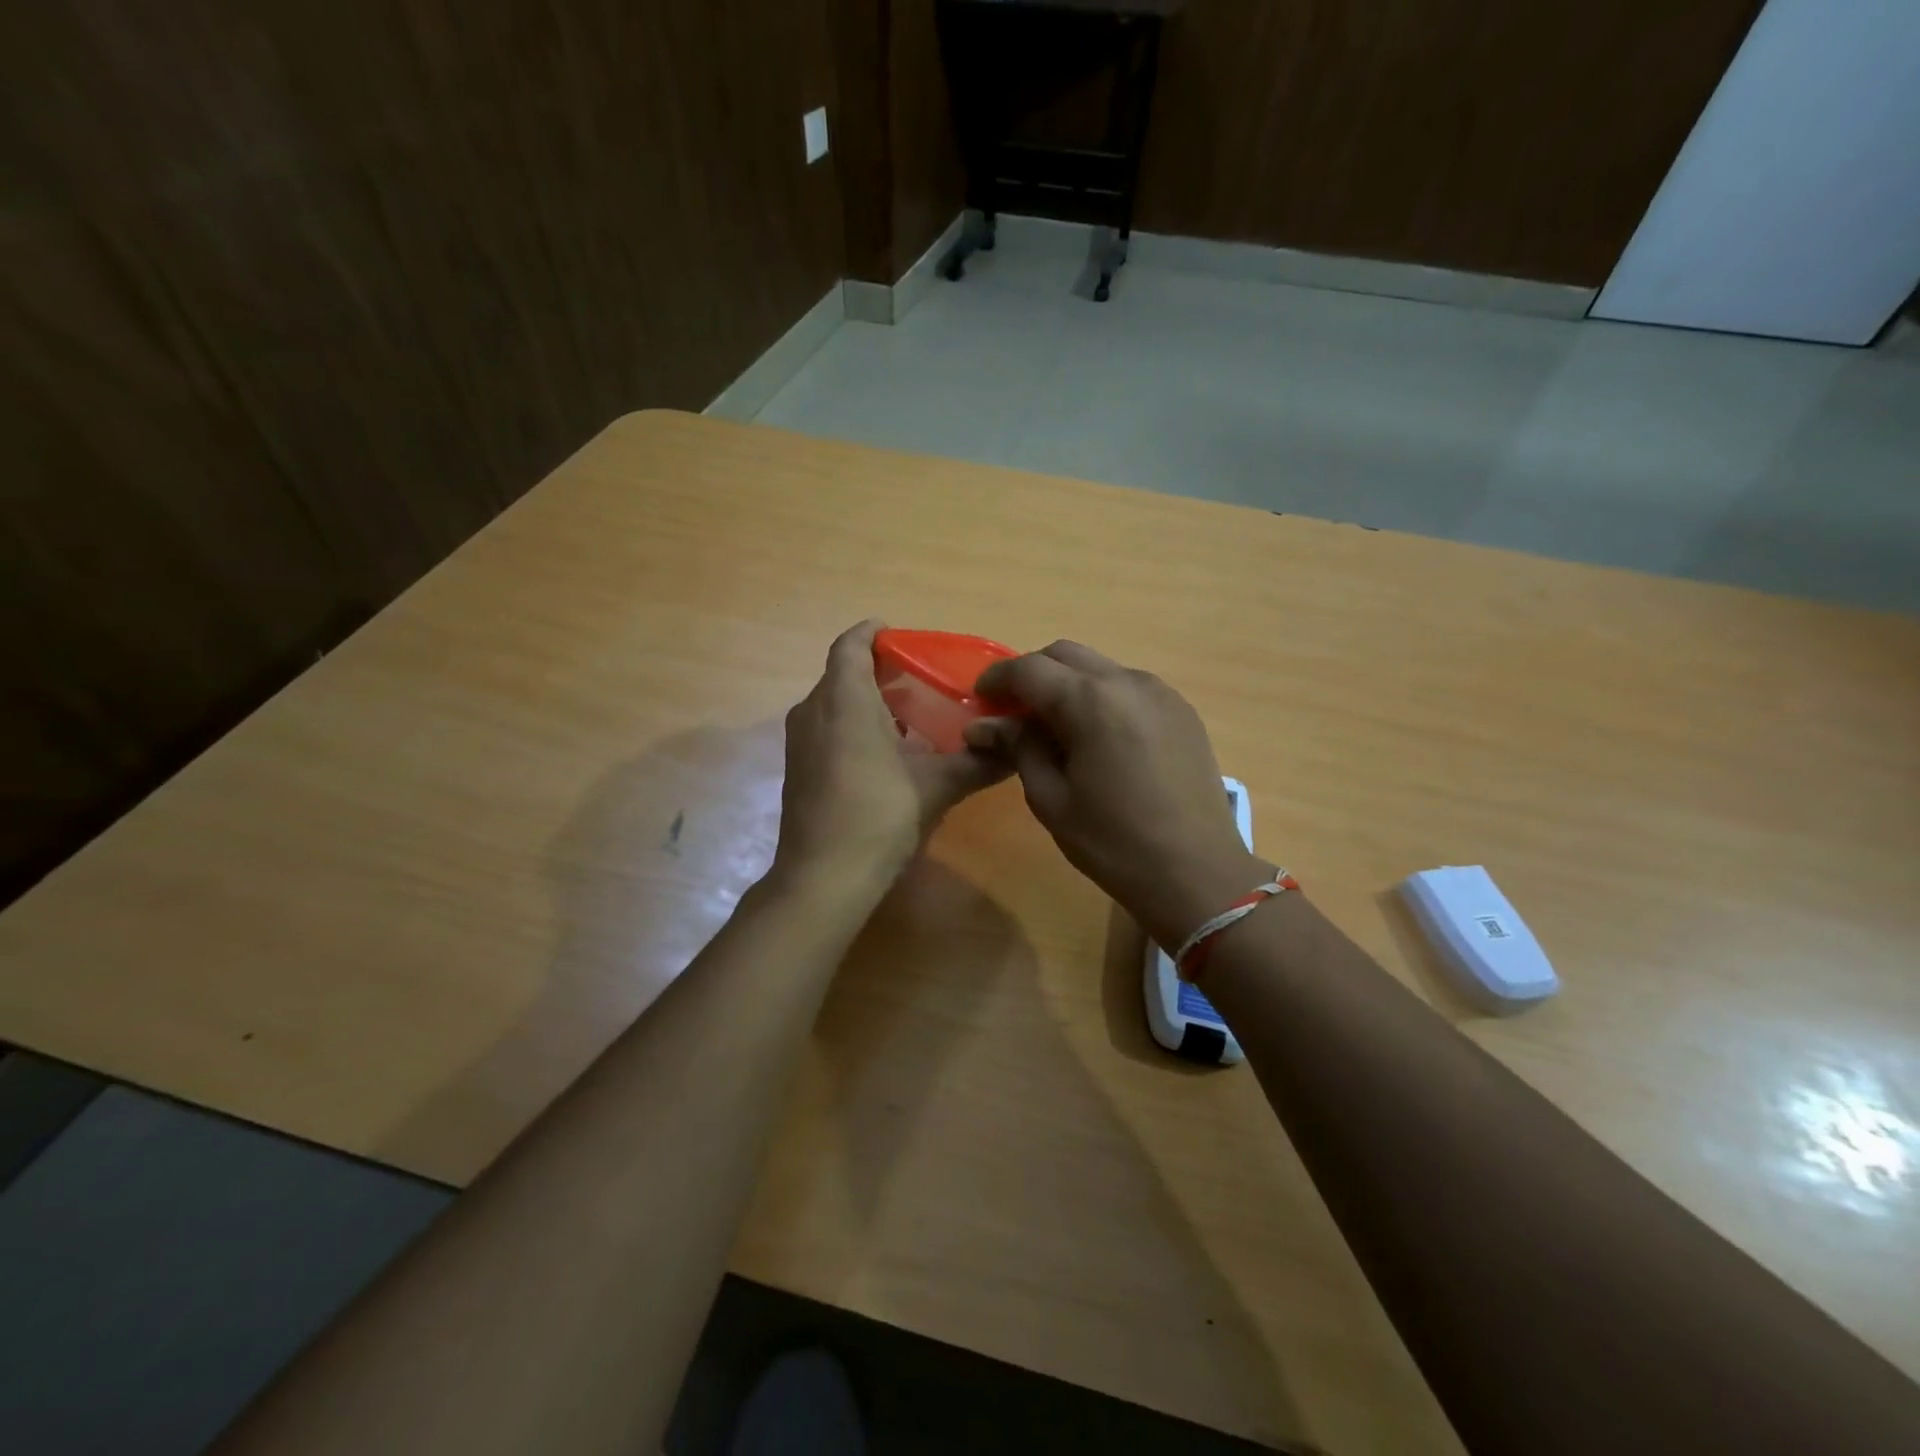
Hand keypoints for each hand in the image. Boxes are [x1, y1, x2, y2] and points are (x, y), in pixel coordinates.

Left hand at [773, 620, 1008, 892]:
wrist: (823, 878)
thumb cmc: (879, 815)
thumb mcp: (936, 787)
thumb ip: (977, 763)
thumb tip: (1016, 751)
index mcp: (844, 699)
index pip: (851, 645)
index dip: (873, 633)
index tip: (899, 635)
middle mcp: (813, 711)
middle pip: (843, 674)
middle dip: (879, 671)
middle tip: (922, 680)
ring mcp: (800, 743)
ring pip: (834, 704)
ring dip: (868, 703)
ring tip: (912, 717)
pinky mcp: (798, 770)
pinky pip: (827, 730)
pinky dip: (854, 728)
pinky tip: (887, 756)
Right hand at [967, 641, 1268, 949]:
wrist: (1197, 872)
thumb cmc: (1113, 842)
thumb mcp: (1051, 798)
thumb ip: (1018, 748)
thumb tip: (983, 726)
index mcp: (1090, 701)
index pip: (1029, 669)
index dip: (997, 679)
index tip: (979, 698)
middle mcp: (1127, 681)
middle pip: (1066, 655)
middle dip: (1032, 674)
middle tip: (1013, 710)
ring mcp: (1161, 692)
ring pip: (1100, 668)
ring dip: (1069, 684)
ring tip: (1054, 726)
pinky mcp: (1182, 710)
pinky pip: (1129, 687)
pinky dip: (1101, 697)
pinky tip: (1097, 736)